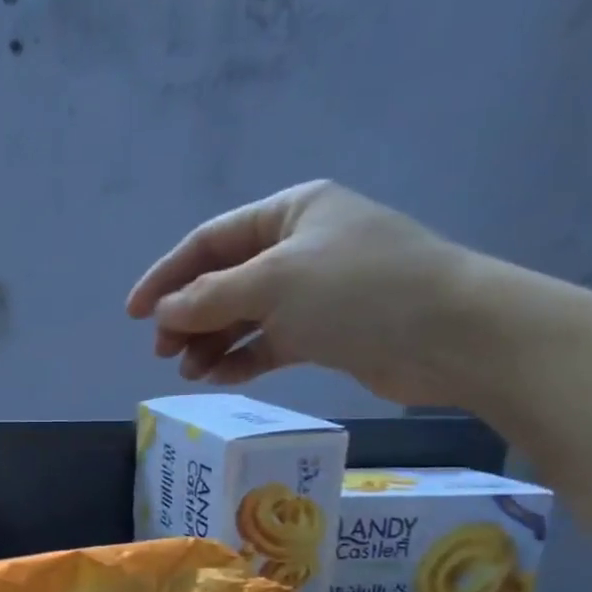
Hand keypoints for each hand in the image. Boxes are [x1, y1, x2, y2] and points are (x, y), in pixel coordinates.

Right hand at [126, 181, 481, 405]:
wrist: (457, 336)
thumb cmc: (360, 290)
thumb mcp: (273, 283)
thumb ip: (208, 298)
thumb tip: (161, 315)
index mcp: (289, 213)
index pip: (209, 242)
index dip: (166, 276)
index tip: (134, 314)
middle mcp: (299, 246)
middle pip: (222, 280)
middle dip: (188, 316)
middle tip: (163, 352)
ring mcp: (314, 290)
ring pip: (243, 315)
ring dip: (211, 342)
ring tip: (190, 372)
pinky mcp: (327, 331)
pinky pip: (268, 341)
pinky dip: (242, 358)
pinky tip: (221, 377)